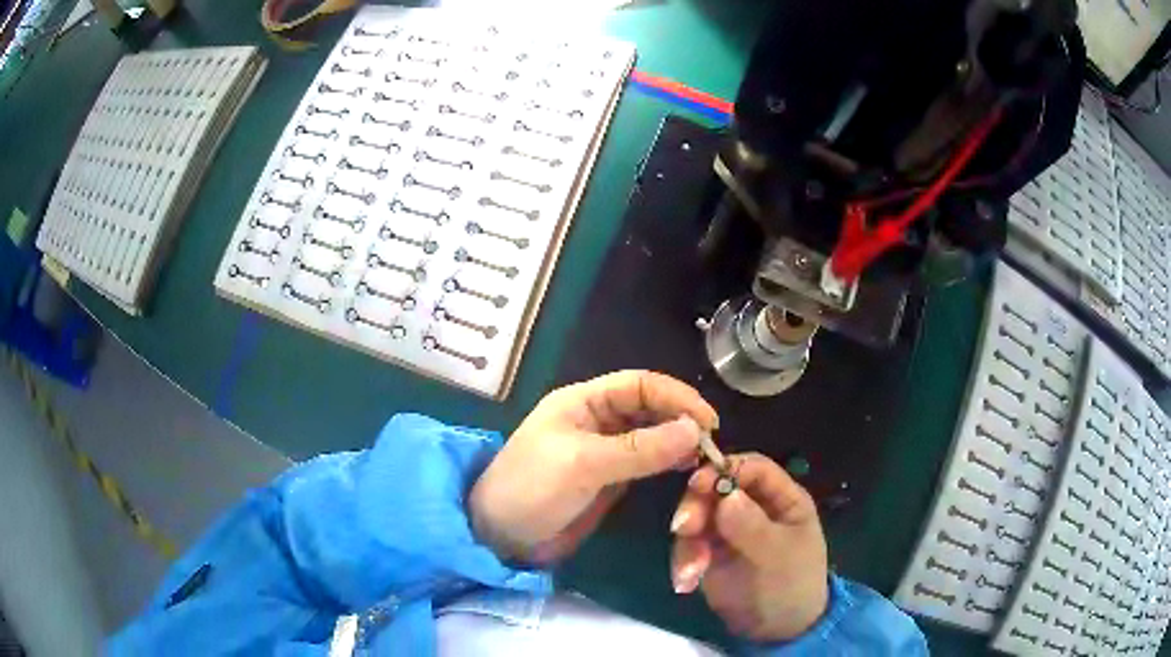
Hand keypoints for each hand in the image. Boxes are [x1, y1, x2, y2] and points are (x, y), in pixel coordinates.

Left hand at [470, 370, 717, 563]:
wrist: (500, 536)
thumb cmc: (532, 490)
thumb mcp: (584, 464)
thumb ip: (640, 449)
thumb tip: (695, 431)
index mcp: (583, 401)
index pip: (639, 384)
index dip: (676, 397)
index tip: (709, 421)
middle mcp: (596, 419)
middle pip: (648, 407)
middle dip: (680, 418)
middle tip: (712, 443)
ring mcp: (604, 449)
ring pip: (650, 434)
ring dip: (677, 440)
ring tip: (703, 457)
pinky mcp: (608, 476)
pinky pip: (645, 460)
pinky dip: (667, 461)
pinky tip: (684, 469)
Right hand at [670, 453, 829, 641]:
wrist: (778, 630)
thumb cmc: (792, 585)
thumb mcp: (778, 556)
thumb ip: (752, 526)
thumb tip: (726, 496)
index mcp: (781, 499)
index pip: (752, 468)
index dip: (725, 469)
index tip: (697, 484)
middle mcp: (753, 508)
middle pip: (717, 489)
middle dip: (697, 506)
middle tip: (683, 528)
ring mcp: (729, 530)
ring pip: (698, 516)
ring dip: (688, 541)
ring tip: (690, 571)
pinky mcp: (710, 553)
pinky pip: (689, 546)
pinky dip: (684, 561)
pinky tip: (686, 583)